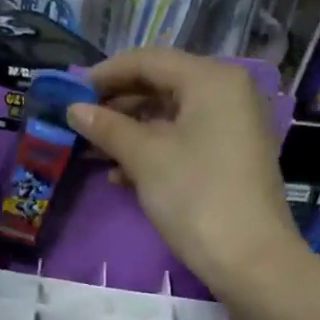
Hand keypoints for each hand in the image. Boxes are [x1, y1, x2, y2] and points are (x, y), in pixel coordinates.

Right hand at [67, 48, 302, 296]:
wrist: (249, 259)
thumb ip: (107, 127)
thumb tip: (74, 109)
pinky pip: (184, 141)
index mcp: (212, 79)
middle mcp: (227, 93)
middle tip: (78, 122)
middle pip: (161, 86)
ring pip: (170, 117)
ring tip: (91, 151)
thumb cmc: (196, 196)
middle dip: (117, 105)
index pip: (149, 60)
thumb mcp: (145, 158)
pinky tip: (120, 175)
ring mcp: (232, 127)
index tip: (70, 91)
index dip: (106, 73)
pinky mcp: (230, 158)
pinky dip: (152, 151)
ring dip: (129, 132)